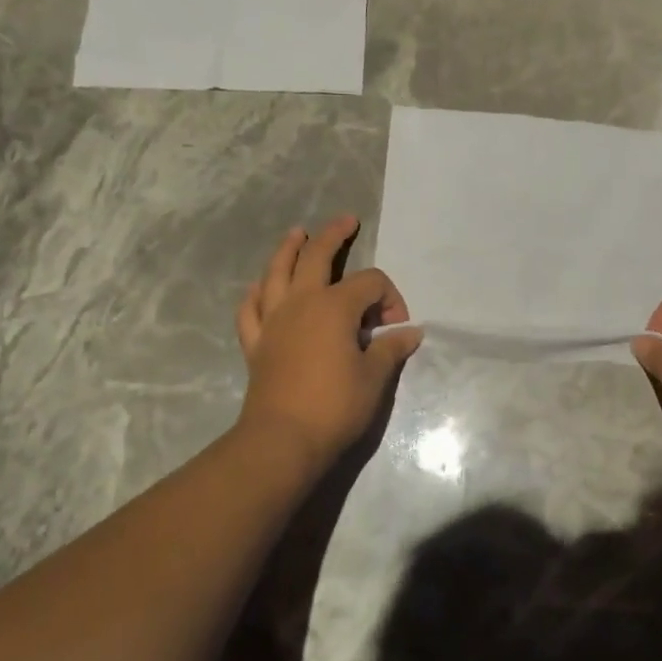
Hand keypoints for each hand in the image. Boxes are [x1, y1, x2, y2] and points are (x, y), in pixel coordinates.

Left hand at [235, 216, 422, 467]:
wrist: (283, 439)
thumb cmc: (335, 406)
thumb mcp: (374, 377)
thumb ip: (391, 349)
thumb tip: (410, 332)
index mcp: (334, 307)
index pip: (369, 284)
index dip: (389, 298)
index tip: (396, 328)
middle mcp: (300, 303)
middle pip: (317, 257)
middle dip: (334, 235)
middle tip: (347, 221)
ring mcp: (273, 321)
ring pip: (276, 273)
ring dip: (288, 249)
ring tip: (296, 233)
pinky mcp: (256, 343)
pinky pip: (251, 309)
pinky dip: (256, 294)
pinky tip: (260, 287)